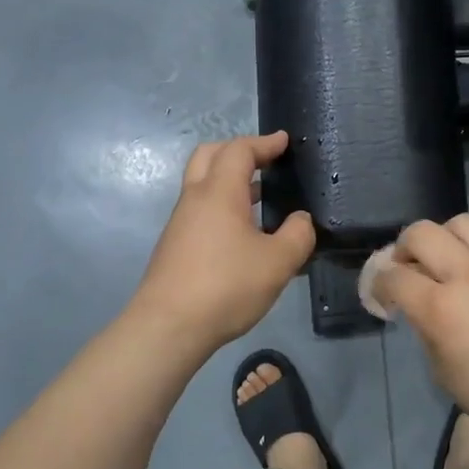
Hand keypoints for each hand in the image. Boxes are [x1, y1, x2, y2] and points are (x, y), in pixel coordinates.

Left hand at [131, 132, 315, 353]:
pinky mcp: (175, 245)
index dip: (264, 143)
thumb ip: (298, 235)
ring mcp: (181, 223)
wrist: (168, 327)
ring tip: (260, 193)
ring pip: (202, 184)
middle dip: (238, 151)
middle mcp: (195, 199)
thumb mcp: (278, 262)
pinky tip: (242, 230)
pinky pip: (201, 209)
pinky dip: (222, 204)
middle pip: (210, 156)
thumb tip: (300, 220)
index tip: (284, 142)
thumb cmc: (226, 286)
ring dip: (229, 179)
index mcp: (220, 193)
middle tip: (264, 160)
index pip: (239, 150)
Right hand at [374, 214, 468, 452]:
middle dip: (402, 249)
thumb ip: (425, 329)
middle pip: (421, 233)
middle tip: (405, 271)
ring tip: (442, 263)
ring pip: (460, 223)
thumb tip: (418, 306)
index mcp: (442, 308)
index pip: (394, 276)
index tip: (379, 295)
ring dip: (441, 238)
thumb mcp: (444, 373)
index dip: (377, 284)